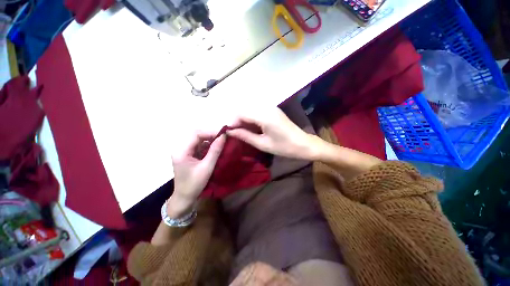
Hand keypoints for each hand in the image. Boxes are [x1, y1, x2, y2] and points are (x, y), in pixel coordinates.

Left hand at [170, 131, 225, 213]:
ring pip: (199, 139)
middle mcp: (181, 148)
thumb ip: (215, 151)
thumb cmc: (194, 184)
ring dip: (211, 139)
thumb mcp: (207, 167)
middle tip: (224, 137)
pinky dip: (209, 144)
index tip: (224, 134)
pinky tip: (216, 147)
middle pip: (197, 134)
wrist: (185, 198)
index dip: (210, 132)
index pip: (196, 134)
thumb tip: (224, 136)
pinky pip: (200, 145)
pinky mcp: (189, 154)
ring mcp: (184, 151)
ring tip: (222, 141)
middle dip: (211, 134)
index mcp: (181, 151)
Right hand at [227, 107, 318, 159]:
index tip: (228, 132)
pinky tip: (251, 128)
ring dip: (243, 120)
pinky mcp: (273, 110)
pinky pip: (257, 111)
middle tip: (234, 133)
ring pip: (250, 110)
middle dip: (237, 120)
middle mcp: (267, 108)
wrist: (304, 144)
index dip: (232, 122)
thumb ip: (245, 136)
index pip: (241, 113)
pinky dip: (251, 119)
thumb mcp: (263, 144)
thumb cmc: (284, 147)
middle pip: (244, 109)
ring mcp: (271, 108)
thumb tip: (230, 131)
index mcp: (264, 116)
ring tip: (242, 132)